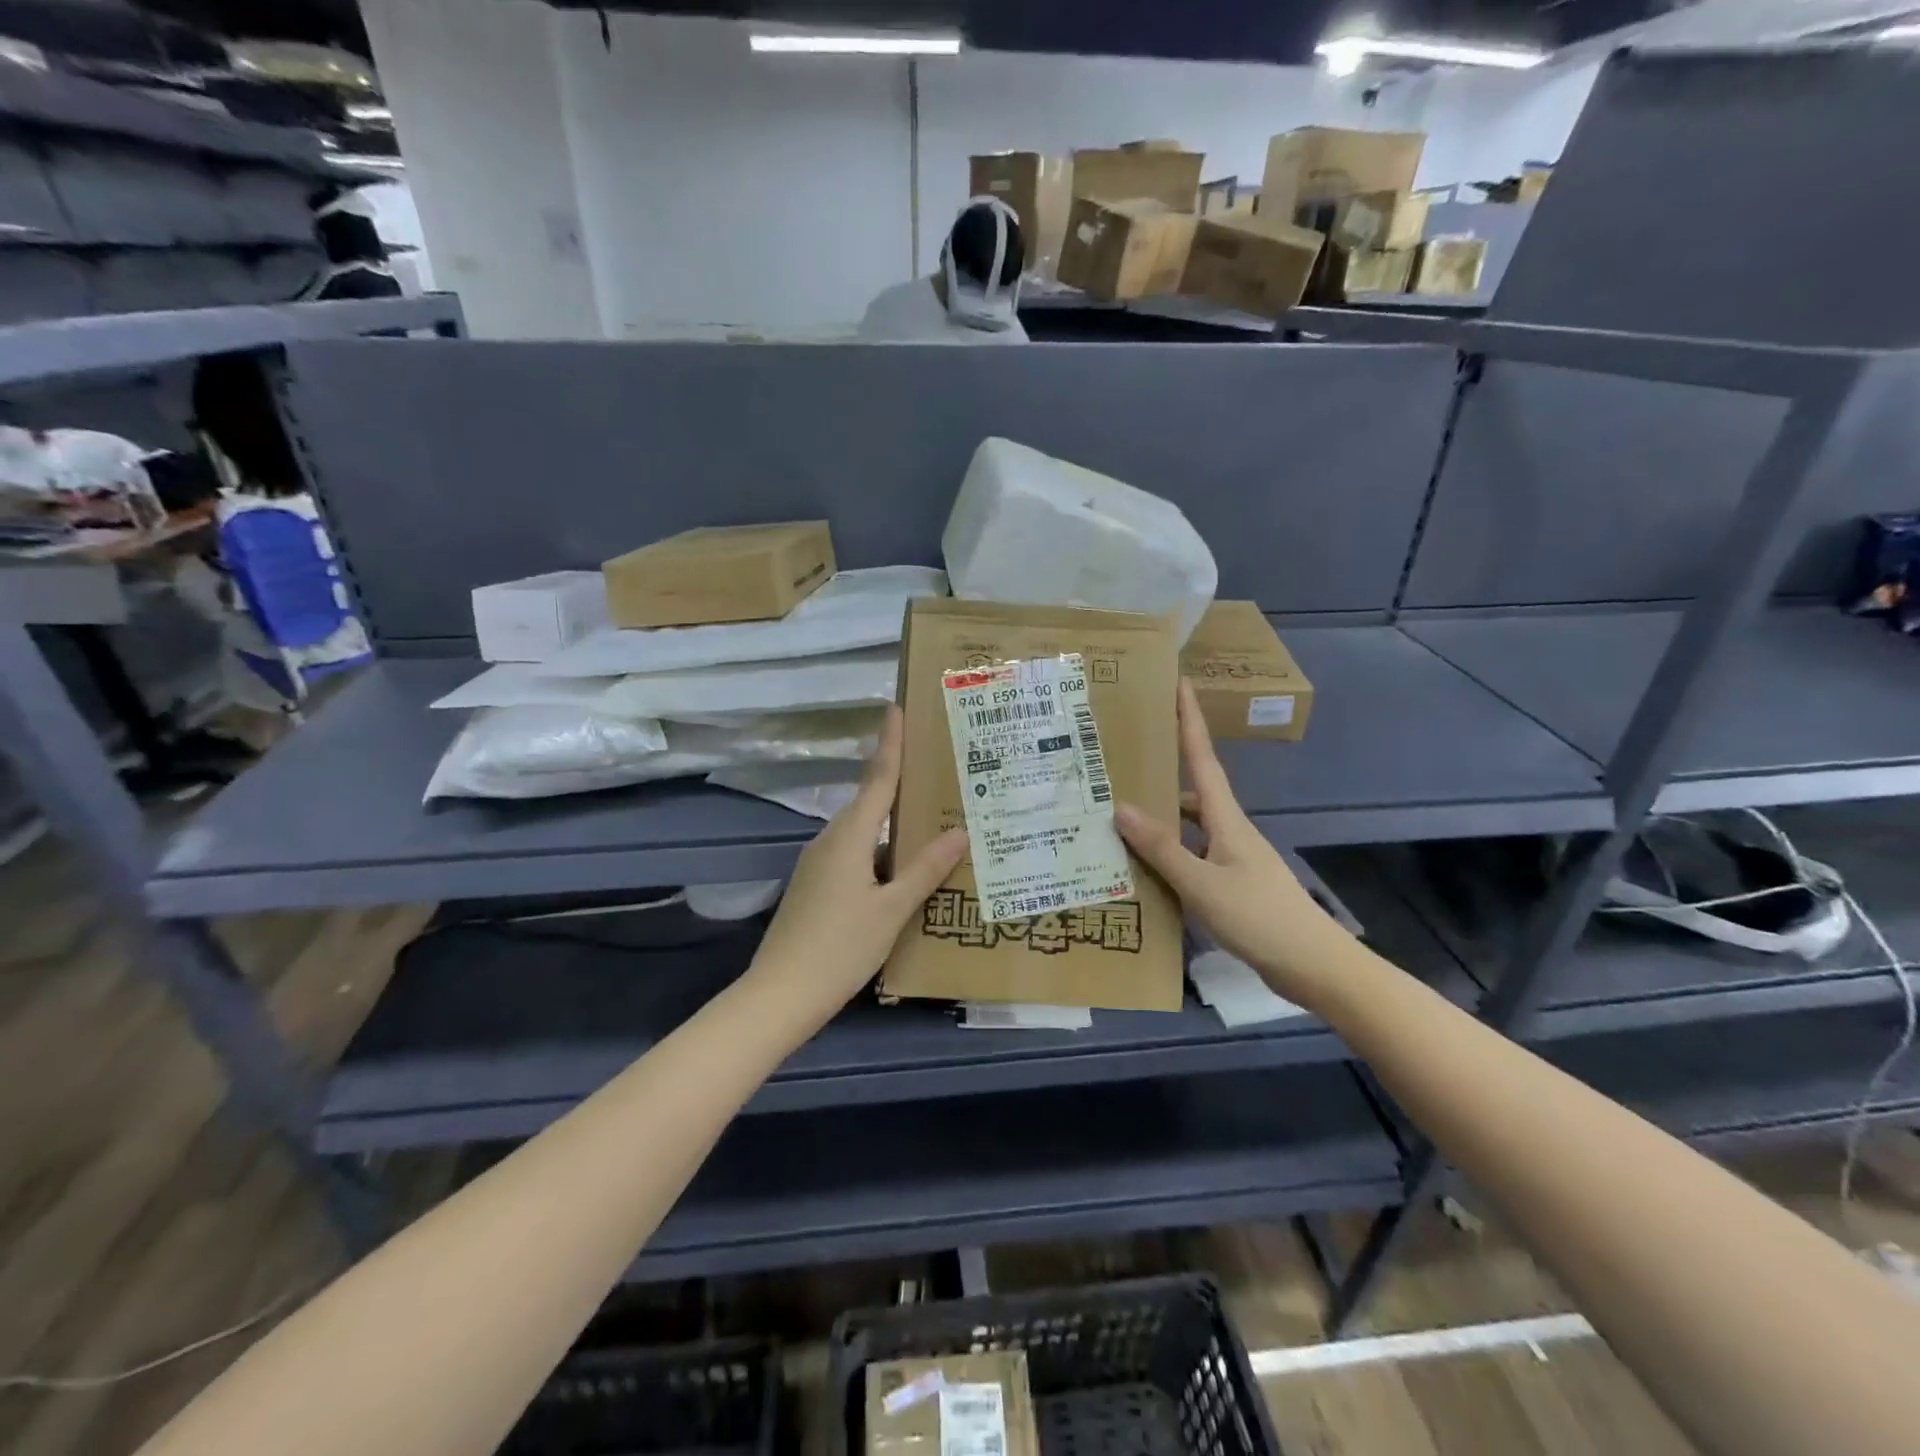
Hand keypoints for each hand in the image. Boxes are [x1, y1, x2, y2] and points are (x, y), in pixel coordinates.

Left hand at [751, 705, 966, 1010]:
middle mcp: (831, 839)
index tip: (897, 707)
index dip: (890, 742)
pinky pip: (857, 856)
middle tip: (940, 769)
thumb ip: (925, 869)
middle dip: (903, 784)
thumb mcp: (892, 910)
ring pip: (866, 833)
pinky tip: (905, 869)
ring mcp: (820, 864)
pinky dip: (883, 853)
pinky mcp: (817, 886)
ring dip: (896, 825)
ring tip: (935, 821)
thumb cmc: (840, 947)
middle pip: (872, 802)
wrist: (780, 994)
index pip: (877, 777)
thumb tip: (960, 831)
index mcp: (849, 835)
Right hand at [1116, 681, 1345, 1006]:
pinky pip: (1191, 857)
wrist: (1314, 966)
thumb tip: (1121, 807)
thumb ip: (1161, 848)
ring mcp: (1232, 858)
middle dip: (1162, 771)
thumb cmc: (1260, 917)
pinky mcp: (1232, 885)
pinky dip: (1167, 856)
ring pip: (1188, 828)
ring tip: (1116, 819)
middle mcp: (1229, 831)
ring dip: (1159, 820)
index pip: (1203, 758)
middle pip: (1191, 791)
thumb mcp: (1202, 883)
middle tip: (1121, 762)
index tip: (1178, 683)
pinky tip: (1142, 870)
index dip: (1190, 719)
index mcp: (1226, 819)